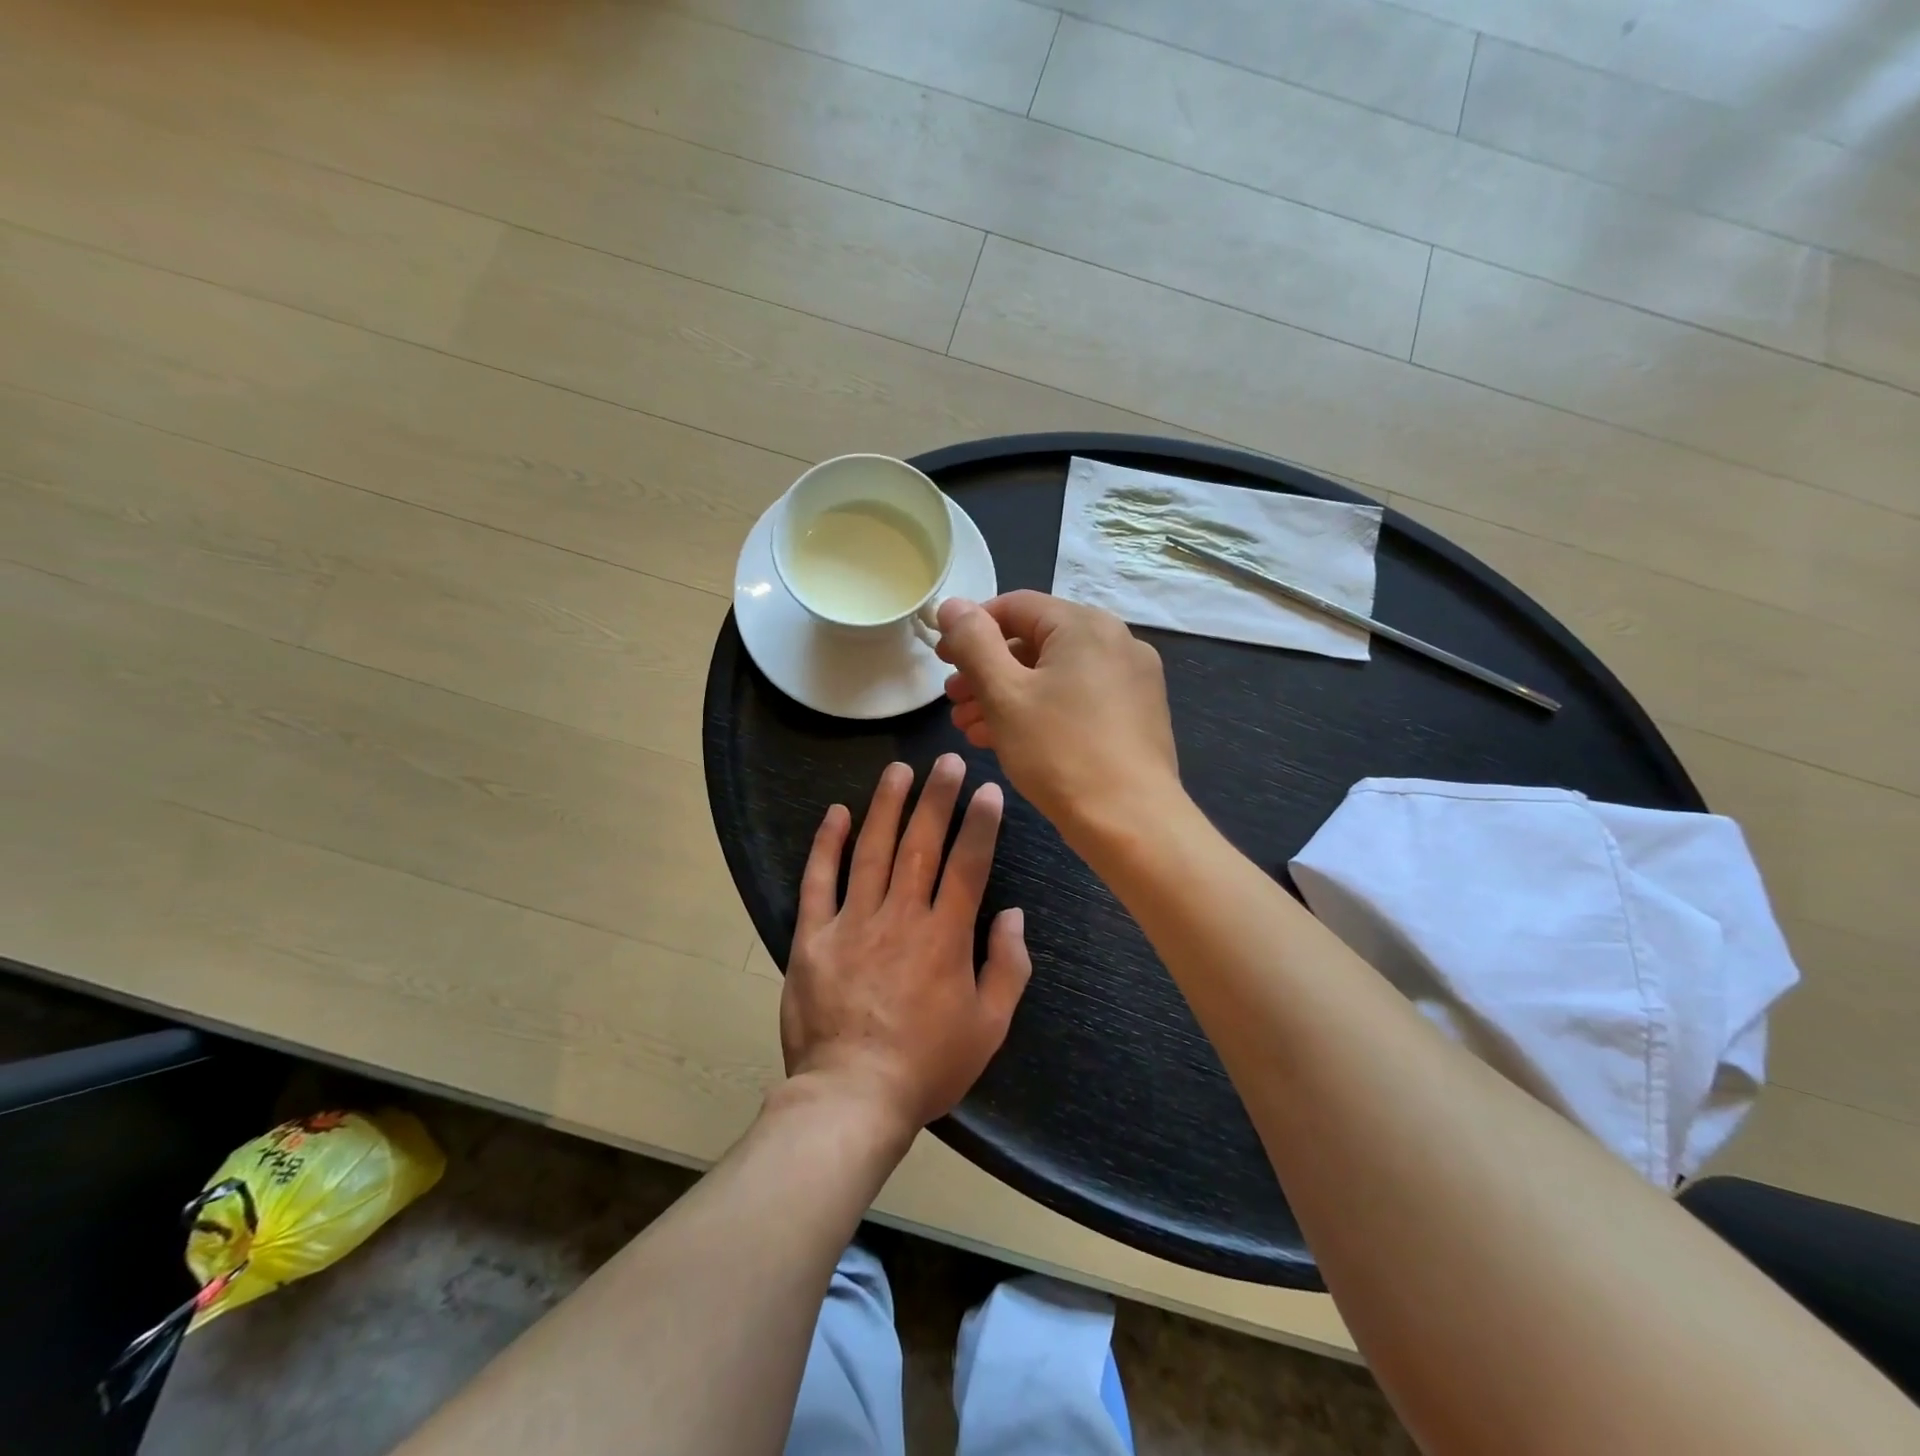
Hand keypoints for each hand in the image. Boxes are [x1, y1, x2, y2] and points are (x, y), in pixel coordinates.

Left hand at [780, 754, 1031, 1134]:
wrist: (851, 1097)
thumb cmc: (927, 1066)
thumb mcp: (989, 1028)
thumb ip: (1008, 967)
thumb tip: (1014, 915)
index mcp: (945, 937)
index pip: (968, 864)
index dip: (980, 823)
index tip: (988, 789)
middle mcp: (900, 917)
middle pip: (921, 844)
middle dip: (937, 797)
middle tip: (947, 760)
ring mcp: (852, 922)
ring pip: (872, 850)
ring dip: (887, 805)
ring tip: (899, 769)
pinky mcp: (813, 937)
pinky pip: (819, 881)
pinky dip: (827, 844)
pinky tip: (837, 813)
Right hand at [936, 592, 1181, 836]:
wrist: (1131, 822)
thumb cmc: (1060, 751)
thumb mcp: (1004, 694)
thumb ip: (973, 643)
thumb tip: (952, 605)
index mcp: (1086, 625)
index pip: (1015, 606)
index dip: (971, 628)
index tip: (942, 659)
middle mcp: (1116, 641)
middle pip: (1036, 642)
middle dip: (987, 670)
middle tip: (953, 700)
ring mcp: (1132, 679)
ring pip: (1055, 674)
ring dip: (1008, 695)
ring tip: (971, 727)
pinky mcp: (1136, 714)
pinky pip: (1078, 698)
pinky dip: (1040, 710)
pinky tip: (1008, 740)